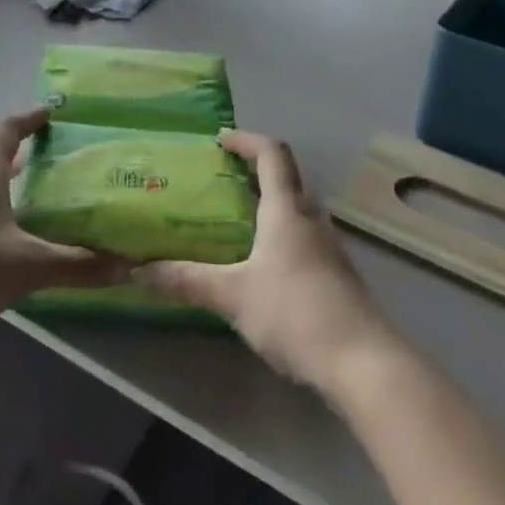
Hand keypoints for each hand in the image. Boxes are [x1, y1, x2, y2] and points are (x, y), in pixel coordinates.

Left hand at [0, 109, 130, 334]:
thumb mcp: (28, 267)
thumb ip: (78, 265)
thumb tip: (130, 267)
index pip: (7, 129)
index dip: (30, 118)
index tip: (52, 112)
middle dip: (21, 155)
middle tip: (56, 160)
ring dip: (4, 185)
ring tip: (36, 197)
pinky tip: (5, 238)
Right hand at [136, 130, 395, 389]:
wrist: (366, 365)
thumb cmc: (296, 314)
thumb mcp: (233, 296)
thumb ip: (187, 281)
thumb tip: (138, 270)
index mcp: (287, 211)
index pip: (271, 154)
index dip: (246, 140)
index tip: (220, 139)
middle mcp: (311, 220)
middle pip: (287, 178)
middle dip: (255, 170)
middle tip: (220, 178)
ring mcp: (329, 249)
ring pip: (297, 210)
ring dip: (268, 204)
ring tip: (234, 220)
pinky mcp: (336, 277)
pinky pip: (303, 239)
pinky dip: (279, 235)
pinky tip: (261, 264)